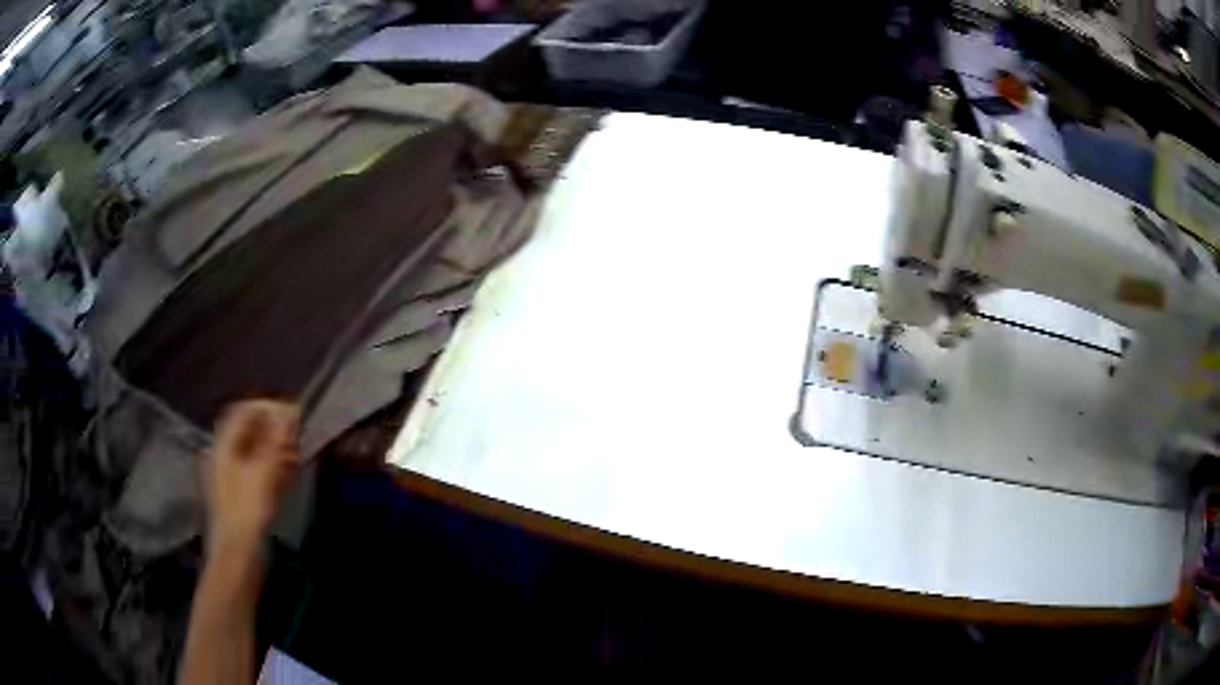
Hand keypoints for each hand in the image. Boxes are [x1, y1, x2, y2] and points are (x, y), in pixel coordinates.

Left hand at [205, 400, 301, 559]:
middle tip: (299, 437)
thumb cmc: (249, 510)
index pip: (246, 410)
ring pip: (255, 450)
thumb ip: (277, 440)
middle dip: (276, 429)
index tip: (296, 417)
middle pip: (251, 429)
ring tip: (298, 456)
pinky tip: (288, 475)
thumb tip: (290, 412)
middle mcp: (224, 453)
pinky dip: (273, 466)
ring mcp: (231, 474)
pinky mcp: (240, 494)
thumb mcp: (265, 472)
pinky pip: (257, 469)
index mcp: (225, 443)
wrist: (239, 554)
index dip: (271, 408)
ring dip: (277, 448)